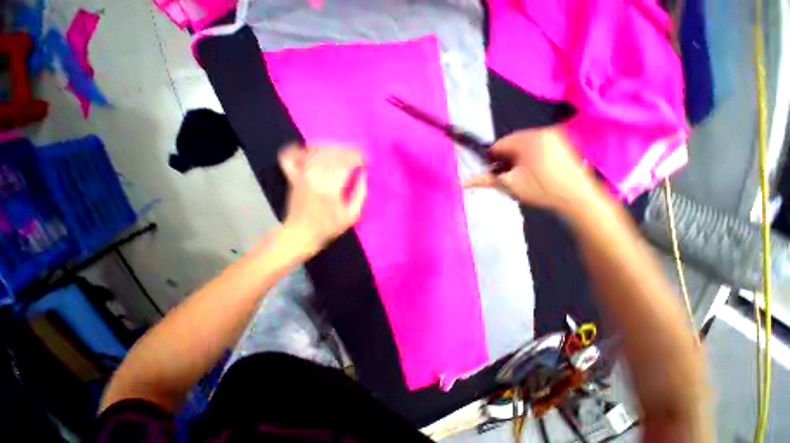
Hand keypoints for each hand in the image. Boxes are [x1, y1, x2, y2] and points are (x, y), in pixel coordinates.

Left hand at [279, 144, 366, 257]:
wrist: (301, 234)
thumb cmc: (329, 227)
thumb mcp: (352, 215)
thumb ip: (361, 193)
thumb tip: (364, 174)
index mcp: (331, 187)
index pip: (347, 163)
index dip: (359, 158)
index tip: (367, 161)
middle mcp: (314, 176)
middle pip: (333, 153)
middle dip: (349, 151)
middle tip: (358, 155)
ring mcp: (301, 174)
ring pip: (316, 151)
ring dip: (331, 147)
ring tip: (343, 151)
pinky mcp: (292, 176)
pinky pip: (291, 156)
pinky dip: (300, 149)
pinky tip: (310, 148)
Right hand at [464, 126, 596, 215]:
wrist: (577, 197)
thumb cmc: (541, 190)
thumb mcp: (509, 185)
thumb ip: (483, 181)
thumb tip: (458, 182)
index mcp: (527, 139)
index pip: (498, 145)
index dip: (493, 160)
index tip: (496, 174)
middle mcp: (541, 131)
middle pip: (511, 144)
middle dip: (506, 160)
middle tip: (510, 177)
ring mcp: (554, 135)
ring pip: (523, 145)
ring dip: (517, 159)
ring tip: (523, 176)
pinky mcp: (562, 141)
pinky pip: (536, 145)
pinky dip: (530, 156)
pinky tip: (535, 172)